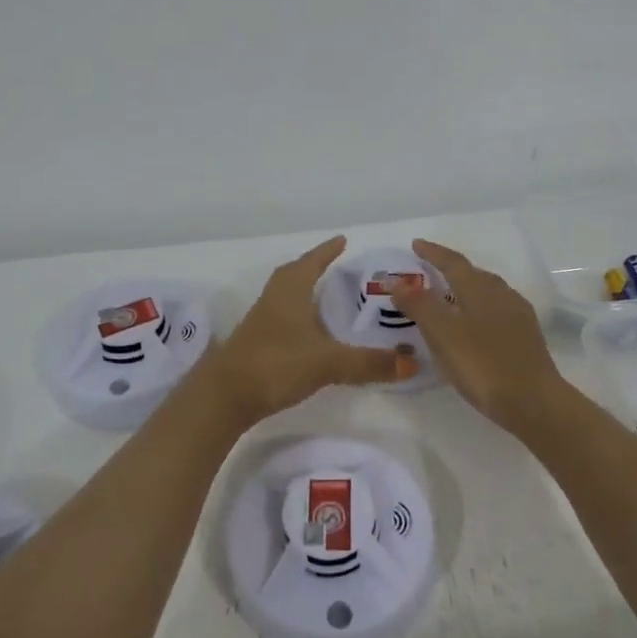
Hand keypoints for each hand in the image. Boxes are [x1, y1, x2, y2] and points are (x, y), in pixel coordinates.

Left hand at [209, 236, 416, 423]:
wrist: (224, 397)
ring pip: (285, 297)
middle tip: (335, 267)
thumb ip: (369, 363)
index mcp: (290, 292)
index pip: (311, 262)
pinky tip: (308, 334)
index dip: (327, 252)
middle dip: (313, 268)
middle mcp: (273, 301)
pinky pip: (281, 319)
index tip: (342, 241)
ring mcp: (261, 323)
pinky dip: (297, 317)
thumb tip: (412, 361)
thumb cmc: (276, 365)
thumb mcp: (328, 363)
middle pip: (293, 275)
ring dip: (304, 292)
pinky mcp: (256, 345)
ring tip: (326, 298)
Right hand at [391, 239, 565, 431]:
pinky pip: (497, 312)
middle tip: (430, 272)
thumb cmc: (483, 365)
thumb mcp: (443, 334)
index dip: (433, 253)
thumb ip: (419, 305)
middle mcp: (502, 295)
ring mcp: (519, 317)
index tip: (416, 244)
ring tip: (450, 299)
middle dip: (451, 269)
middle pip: (474, 274)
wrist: (534, 403)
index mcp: (480, 289)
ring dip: (466, 290)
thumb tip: (397, 282)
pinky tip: (475, 328)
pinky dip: (479, 311)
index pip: (453, 262)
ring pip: (488, 293)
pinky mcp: (527, 339)